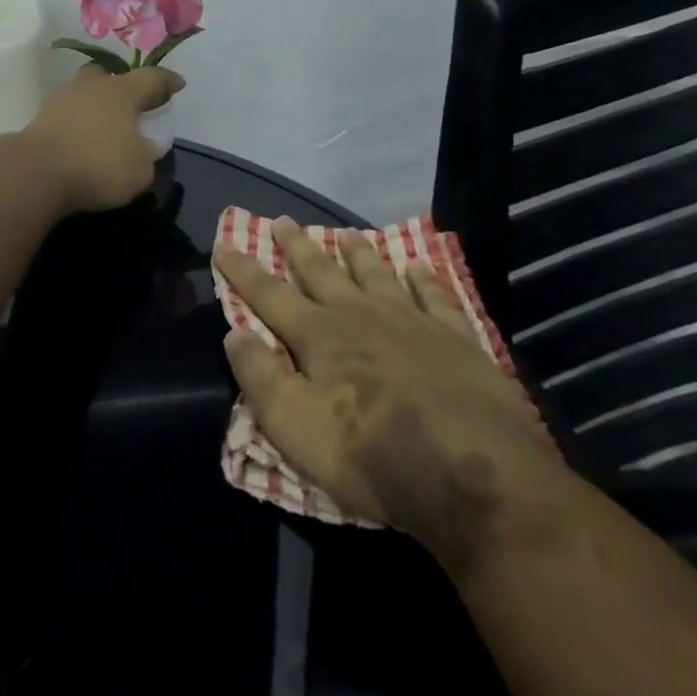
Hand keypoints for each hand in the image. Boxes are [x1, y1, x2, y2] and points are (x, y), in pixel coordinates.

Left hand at [22, 65, 183, 213]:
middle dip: (122, 84)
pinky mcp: (41, 118)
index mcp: (122, 92)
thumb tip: (144, 147)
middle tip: (132, 102)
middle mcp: (92, 87)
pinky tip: (83, 138)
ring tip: (106, 125)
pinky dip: (78, 122)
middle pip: (108, 75)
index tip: (178, 84)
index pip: (151, 78)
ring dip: (96, 105)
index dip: (167, 81)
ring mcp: (62, 99)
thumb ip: (147, 156)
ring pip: (85, 92)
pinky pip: (68, 114)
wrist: (36, 172)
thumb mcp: (140, 170)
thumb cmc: (98, 165)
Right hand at [216, 220, 571, 580]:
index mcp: (318, 335)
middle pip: (321, 271)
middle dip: (297, 246)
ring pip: (375, 273)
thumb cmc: (372, 455)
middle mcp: (359, 315)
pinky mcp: (455, 338)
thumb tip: (233, 333)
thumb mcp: (294, 426)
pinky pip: (434, 296)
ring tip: (345, 233)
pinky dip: (422, 278)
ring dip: (357, 253)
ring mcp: (411, 321)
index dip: (243, 269)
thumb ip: (260, 377)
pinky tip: (417, 266)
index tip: (223, 243)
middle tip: (283, 221)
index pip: (269, 294)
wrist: (473, 475)